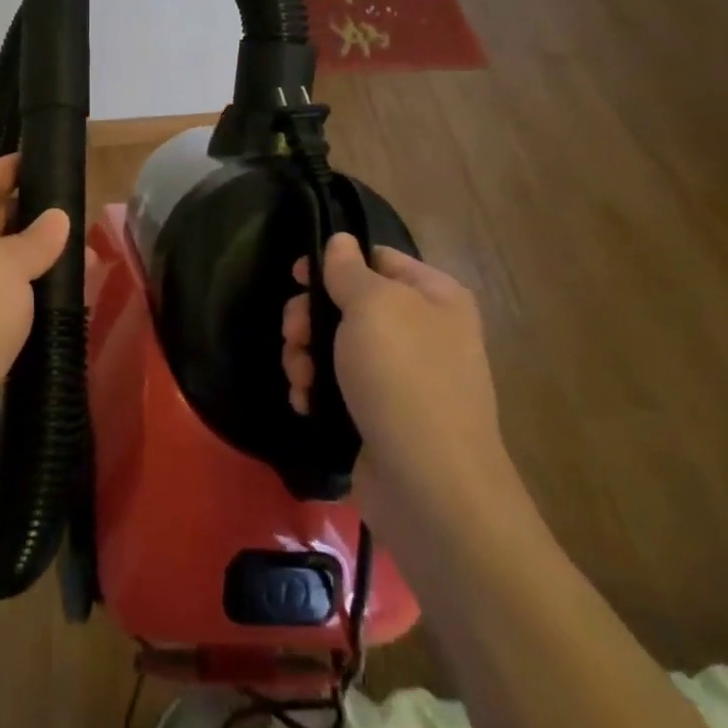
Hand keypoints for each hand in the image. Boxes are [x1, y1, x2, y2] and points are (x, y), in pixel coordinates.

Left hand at [0, 154, 71, 477]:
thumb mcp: (4, 268)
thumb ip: (36, 238)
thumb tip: (58, 218)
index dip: (20, 165)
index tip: (57, 159)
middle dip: (39, 216)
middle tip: (86, 214)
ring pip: (5, 262)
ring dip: (42, 260)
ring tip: (91, 258)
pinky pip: (5, 298)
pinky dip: (33, 295)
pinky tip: (70, 298)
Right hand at [281, 235, 513, 525]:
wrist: (429, 486)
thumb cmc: (403, 378)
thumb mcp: (373, 307)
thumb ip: (349, 270)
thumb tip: (340, 241)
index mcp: (433, 296)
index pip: (377, 258)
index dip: (333, 263)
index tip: (295, 277)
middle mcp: (422, 331)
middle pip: (348, 304)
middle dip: (310, 318)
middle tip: (293, 336)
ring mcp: (401, 376)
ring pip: (335, 345)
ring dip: (305, 356)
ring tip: (300, 378)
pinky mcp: (380, 414)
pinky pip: (338, 385)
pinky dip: (316, 389)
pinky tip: (305, 402)